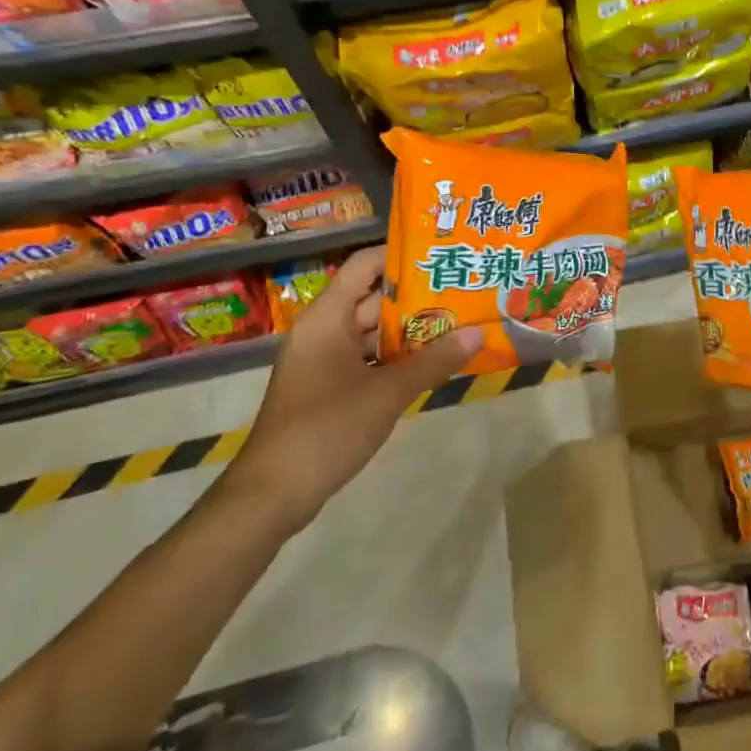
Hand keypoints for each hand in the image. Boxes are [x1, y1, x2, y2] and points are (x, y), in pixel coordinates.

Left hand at [218, 246, 481, 535]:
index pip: (365, 265)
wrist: (272, 495)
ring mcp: (322, 360)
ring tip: (457, 322)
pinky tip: (432, 362)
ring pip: (371, 332)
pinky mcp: (326, 387)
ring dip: (410, 330)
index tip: (441, 255)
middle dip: (417, 296)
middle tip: (462, 289)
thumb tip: (479, 334)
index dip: (401, 256)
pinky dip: (395, 358)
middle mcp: (322, 330)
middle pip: (372, 298)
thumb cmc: (326, 429)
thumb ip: (434, 362)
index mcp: (327, 317)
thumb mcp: (387, 393)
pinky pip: (366, 358)